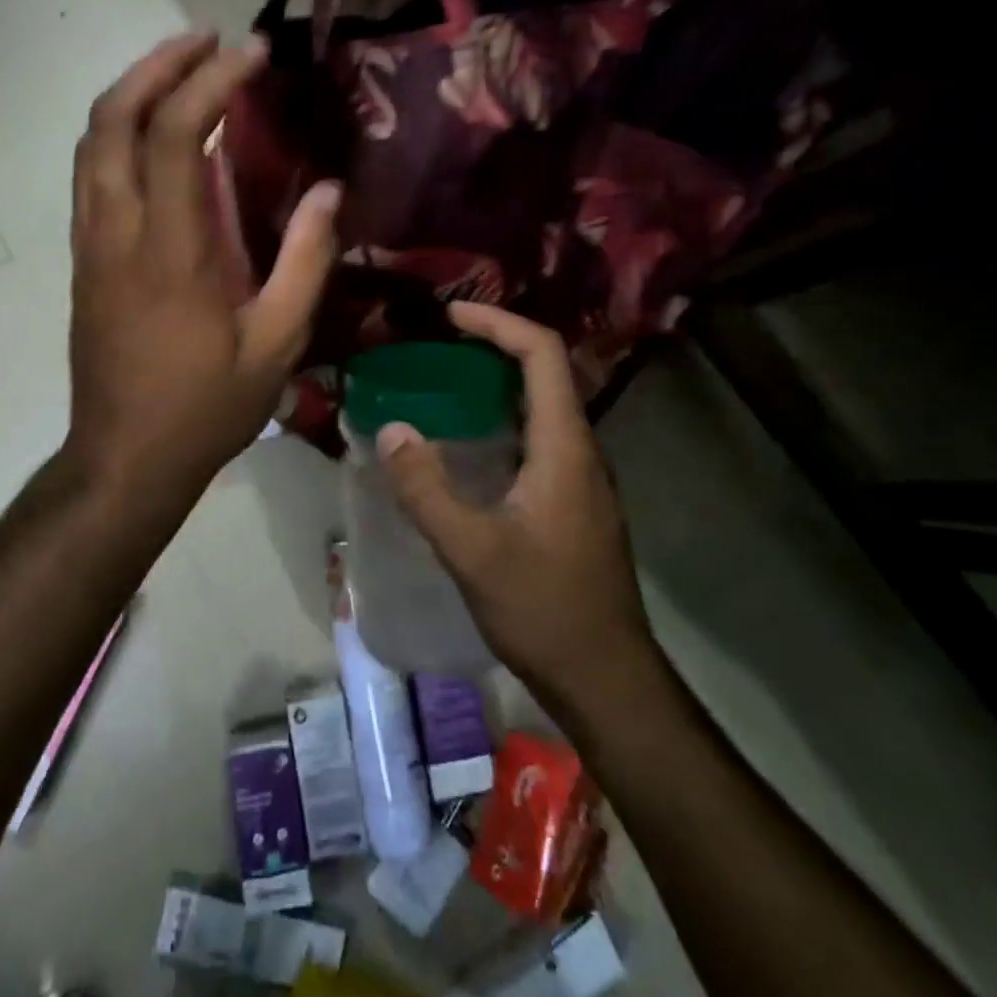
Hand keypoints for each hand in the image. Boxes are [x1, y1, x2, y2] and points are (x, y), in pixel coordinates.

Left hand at [65, 31, 341, 512]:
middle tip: (207, 39)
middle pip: (113, 119)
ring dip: (132, 91)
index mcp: (171, 252)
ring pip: (92, 141)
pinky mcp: (83, 259)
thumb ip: (306, 262)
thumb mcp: (276, 345)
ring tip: (182, 70)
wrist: (123, 459)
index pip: (174, 135)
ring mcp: (91, 244)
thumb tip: (326, 190)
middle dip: (158, 64)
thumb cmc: (205, 408)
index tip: (252, 53)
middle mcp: (118, 232)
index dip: (211, 81)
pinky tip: (154, 134)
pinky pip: (90, 173)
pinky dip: (117, 132)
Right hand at [377, 303, 661, 720]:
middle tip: (436, 346)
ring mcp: (580, 478)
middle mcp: (580, 450)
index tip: (450, 316)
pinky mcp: (572, 501)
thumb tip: (391, 429)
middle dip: (493, 346)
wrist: (606, 679)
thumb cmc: (545, 611)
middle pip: (544, 373)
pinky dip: (500, 419)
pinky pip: (536, 437)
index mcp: (565, 447)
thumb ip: (427, 489)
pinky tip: (463, 443)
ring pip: (541, 406)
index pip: (542, 355)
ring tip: (441, 383)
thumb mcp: (473, 552)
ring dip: (496, 383)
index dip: (499, 323)